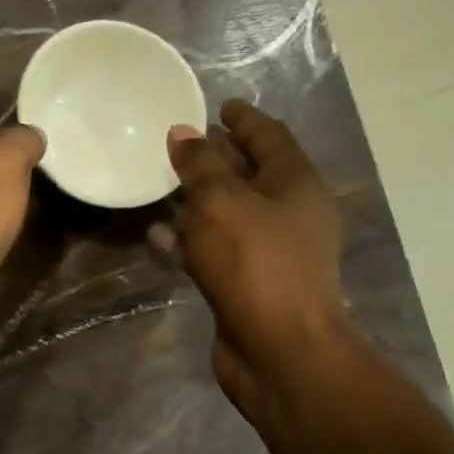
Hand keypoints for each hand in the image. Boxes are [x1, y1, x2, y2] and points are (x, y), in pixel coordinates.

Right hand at [167, 99, 359, 416]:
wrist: (279, 348)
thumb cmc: (255, 263)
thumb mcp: (221, 202)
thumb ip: (200, 164)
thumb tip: (182, 132)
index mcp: (295, 184)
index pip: (270, 136)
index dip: (244, 118)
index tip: (219, 104)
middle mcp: (288, 213)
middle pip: (251, 174)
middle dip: (220, 156)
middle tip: (183, 142)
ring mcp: (270, 252)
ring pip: (230, 213)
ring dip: (199, 199)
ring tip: (163, 184)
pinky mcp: (248, 283)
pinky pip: (214, 249)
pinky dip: (189, 239)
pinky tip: (158, 235)